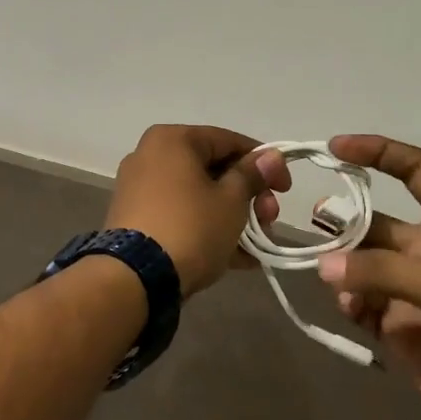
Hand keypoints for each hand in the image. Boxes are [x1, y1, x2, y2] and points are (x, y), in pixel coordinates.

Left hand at [105, 125, 290, 297]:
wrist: (134, 279)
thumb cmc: (190, 227)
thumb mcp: (231, 201)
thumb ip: (252, 175)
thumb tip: (272, 156)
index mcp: (172, 140)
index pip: (229, 141)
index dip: (264, 162)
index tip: (286, 188)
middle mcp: (151, 156)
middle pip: (214, 169)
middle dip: (249, 196)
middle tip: (270, 219)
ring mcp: (140, 189)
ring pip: (199, 195)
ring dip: (233, 217)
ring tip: (257, 245)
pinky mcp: (136, 219)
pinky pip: (181, 215)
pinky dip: (207, 229)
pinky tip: (237, 258)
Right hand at [315, 135, 420, 419]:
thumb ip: (384, 272)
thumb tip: (322, 265)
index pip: (416, 170)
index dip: (378, 152)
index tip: (336, 148)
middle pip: (376, 219)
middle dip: (345, 219)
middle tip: (315, 226)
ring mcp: (412, 289)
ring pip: (361, 261)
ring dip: (342, 264)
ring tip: (330, 276)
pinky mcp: (398, 326)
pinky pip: (359, 301)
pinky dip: (347, 300)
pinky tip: (350, 309)